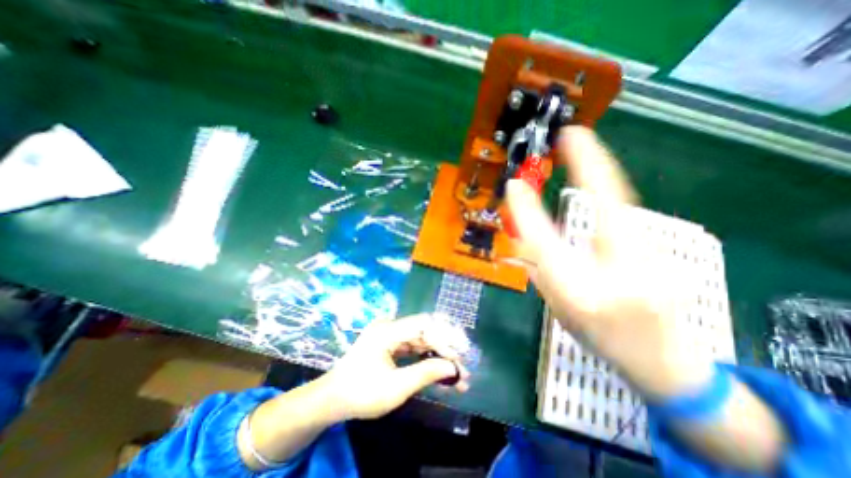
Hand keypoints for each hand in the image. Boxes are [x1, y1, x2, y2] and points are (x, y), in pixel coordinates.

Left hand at [324, 315, 472, 418]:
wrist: (332, 399)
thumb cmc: (361, 394)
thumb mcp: (395, 388)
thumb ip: (425, 373)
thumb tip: (452, 368)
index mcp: (388, 331)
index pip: (424, 325)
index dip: (445, 338)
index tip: (460, 356)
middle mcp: (390, 326)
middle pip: (424, 331)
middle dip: (444, 350)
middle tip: (462, 368)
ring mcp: (389, 334)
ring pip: (421, 339)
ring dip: (437, 354)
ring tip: (456, 373)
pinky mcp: (389, 343)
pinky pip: (413, 346)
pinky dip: (426, 357)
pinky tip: (439, 369)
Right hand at [507, 124, 712, 397]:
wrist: (664, 363)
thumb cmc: (600, 338)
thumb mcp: (558, 309)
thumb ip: (540, 271)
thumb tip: (522, 236)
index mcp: (581, 295)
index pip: (547, 244)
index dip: (527, 212)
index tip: (514, 184)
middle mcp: (620, 273)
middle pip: (606, 208)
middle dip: (590, 165)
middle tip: (571, 133)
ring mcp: (651, 258)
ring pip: (621, 205)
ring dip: (599, 170)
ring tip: (580, 143)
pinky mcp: (661, 250)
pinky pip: (626, 211)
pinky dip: (607, 187)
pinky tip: (596, 171)